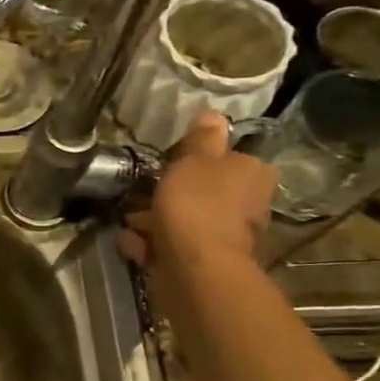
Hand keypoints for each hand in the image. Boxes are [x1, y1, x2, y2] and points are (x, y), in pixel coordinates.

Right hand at [118, 112, 274, 271]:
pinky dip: (152, 242)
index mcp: (252, 174)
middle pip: (205, 190)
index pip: (229, 158)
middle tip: (141, 191)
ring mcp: (226, 235)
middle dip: (172, 192)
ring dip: (156, 218)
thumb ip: (202, 138)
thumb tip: (213, 113)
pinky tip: (131, 242)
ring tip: (128, 220)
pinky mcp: (204, 261)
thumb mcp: (195, 160)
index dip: (197, 159)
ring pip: (186, 218)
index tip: (169, 162)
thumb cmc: (197, 204)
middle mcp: (248, 204)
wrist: (196, 267)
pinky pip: (173, 243)